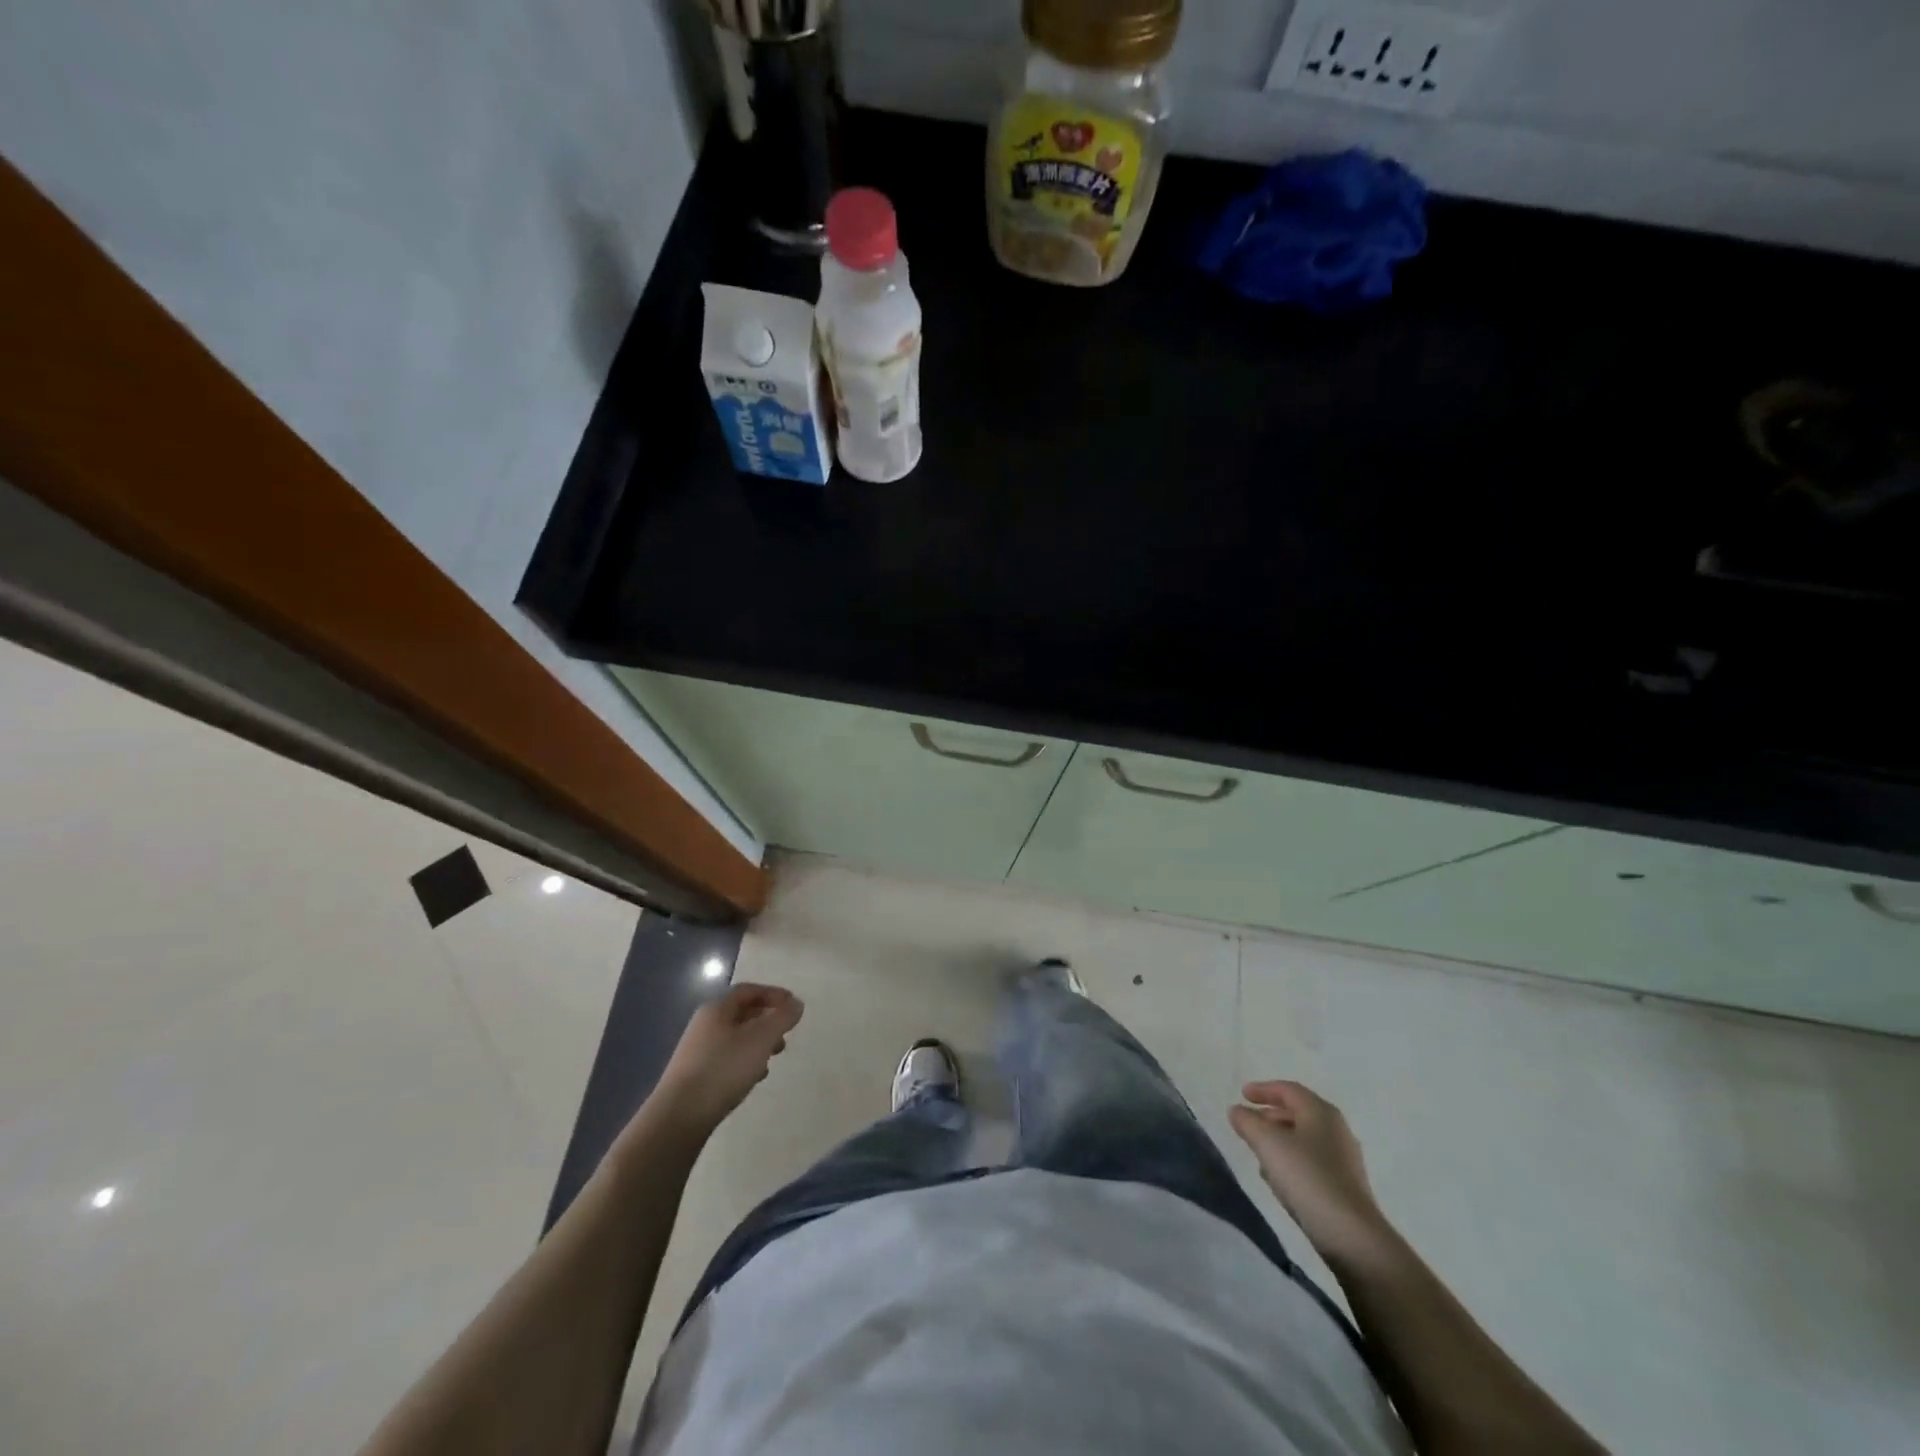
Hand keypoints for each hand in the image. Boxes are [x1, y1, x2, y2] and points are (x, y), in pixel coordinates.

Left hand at [653, 983, 803, 1134]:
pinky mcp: (695, 1075)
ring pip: (735, 1038)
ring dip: (757, 1043)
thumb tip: (796, 1003)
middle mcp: (704, 1025)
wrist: (679, 1116)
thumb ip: (782, 1018)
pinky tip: (753, 1078)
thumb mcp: (761, 1039)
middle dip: (767, 1020)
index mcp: (717, 1008)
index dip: (774, 994)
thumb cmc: (724, 1068)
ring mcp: (697, 1051)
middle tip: (785, 1034)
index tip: (794, 1006)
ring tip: (772, 1058)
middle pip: (742, 1013)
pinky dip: (744, 1061)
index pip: (749, 990)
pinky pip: (726, 1058)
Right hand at [1229, 1080, 1392, 1266]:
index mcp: (1321, 1112)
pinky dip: (1292, 1160)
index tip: (1242, 1095)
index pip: (1288, 1090)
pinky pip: (1312, 1162)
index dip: (1263, 1089)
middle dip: (1270, 1114)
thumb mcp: (1268, 1143)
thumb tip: (1237, 1110)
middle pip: (1298, 1112)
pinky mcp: (1345, 1186)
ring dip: (1280, 1139)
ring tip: (1258, 1150)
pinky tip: (1278, 1177)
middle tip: (1248, 1122)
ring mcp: (1344, 1160)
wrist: (1352, 1237)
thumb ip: (1247, 1122)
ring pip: (1304, 1138)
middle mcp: (1336, 1130)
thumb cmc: (1307, 1177)